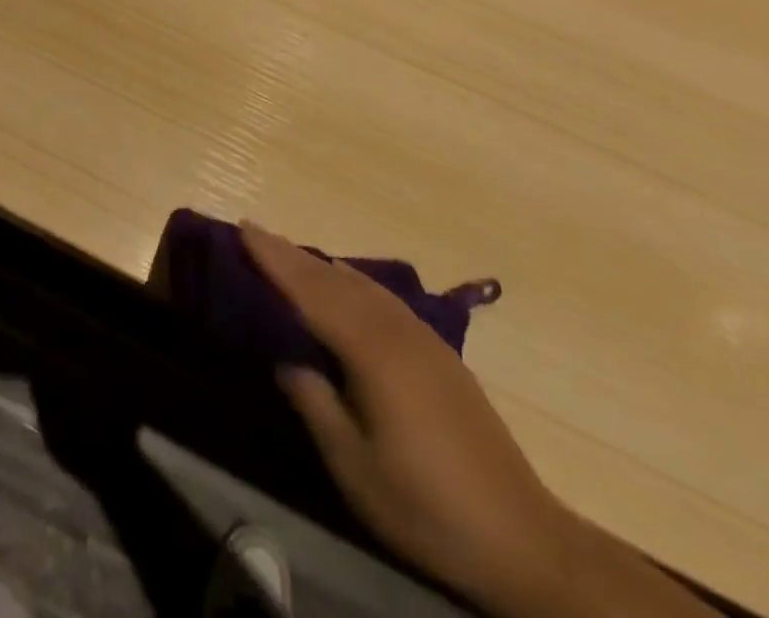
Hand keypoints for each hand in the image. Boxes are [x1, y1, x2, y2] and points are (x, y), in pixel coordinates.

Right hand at [240, 223, 575, 610]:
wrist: (525, 540)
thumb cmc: (427, 507)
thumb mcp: (355, 467)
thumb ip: (314, 403)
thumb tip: (286, 358)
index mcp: (371, 351)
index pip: (310, 291)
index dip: (274, 259)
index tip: (243, 227)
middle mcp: (396, 330)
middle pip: (334, 279)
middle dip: (292, 254)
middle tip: (255, 231)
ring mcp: (423, 338)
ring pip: (361, 284)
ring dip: (321, 265)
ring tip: (291, 253)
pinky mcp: (440, 353)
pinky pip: (383, 298)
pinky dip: (353, 281)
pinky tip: (347, 283)